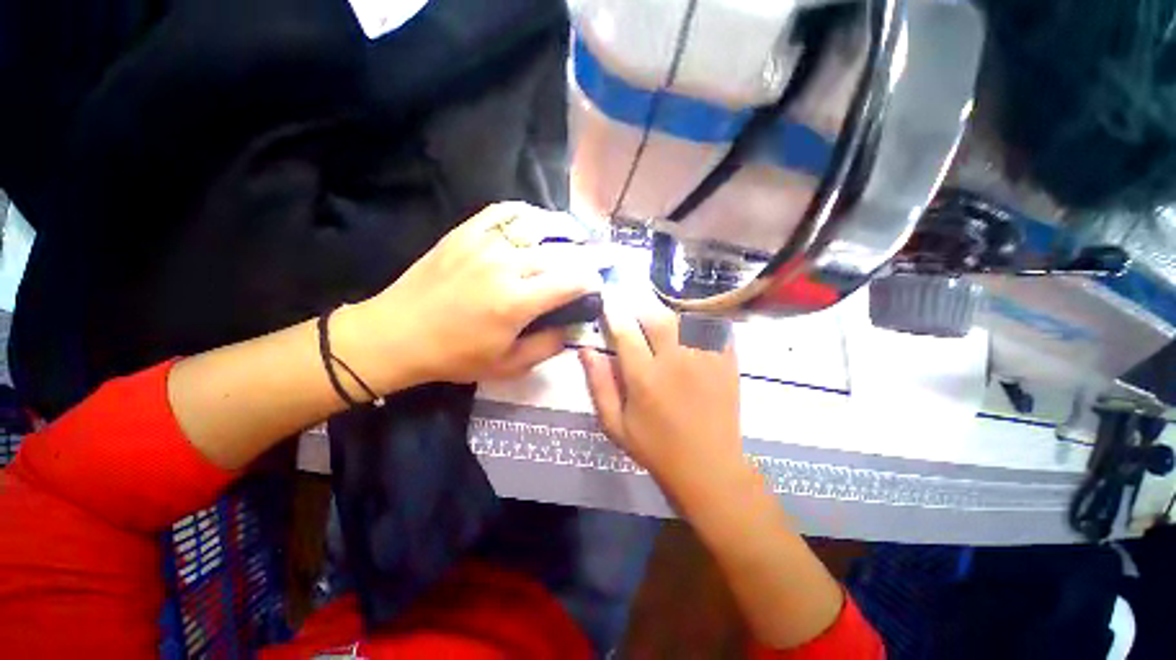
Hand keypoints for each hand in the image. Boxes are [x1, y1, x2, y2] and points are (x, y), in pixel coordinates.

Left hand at [343, 202, 602, 388]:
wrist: (397, 333)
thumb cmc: (454, 356)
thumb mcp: (506, 365)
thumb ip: (547, 347)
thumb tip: (573, 327)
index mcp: (517, 302)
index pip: (572, 281)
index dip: (593, 281)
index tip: (598, 287)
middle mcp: (505, 265)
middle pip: (561, 251)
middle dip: (587, 255)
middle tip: (597, 260)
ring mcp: (484, 243)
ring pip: (537, 224)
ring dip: (564, 228)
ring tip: (577, 234)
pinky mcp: (465, 232)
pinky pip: (504, 211)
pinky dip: (527, 213)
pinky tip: (537, 221)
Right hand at [578, 295, 743, 502]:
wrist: (708, 467)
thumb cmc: (655, 447)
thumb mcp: (615, 424)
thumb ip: (598, 384)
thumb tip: (586, 350)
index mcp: (645, 377)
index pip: (625, 331)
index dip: (613, 314)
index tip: (608, 307)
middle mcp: (675, 360)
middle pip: (656, 315)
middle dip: (641, 310)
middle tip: (636, 317)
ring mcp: (705, 357)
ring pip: (685, 315)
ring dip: (669, 313)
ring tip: (662, 323)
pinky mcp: (727, 360)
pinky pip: (714, 325)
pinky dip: (701, 319)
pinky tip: (693, 327)